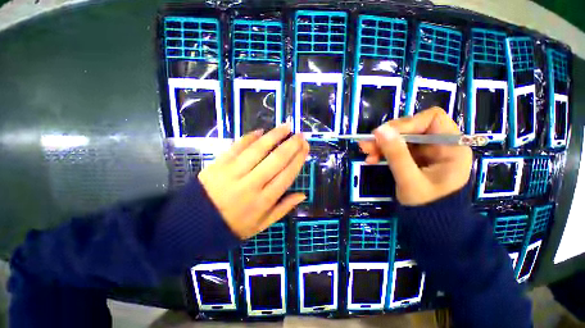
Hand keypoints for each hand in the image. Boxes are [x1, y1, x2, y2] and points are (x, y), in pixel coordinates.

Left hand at [198, 125, 309, 238]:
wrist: (194, 224)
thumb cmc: (233, 226)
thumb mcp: (261, 225)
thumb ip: (283, 209)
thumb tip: (302, 194)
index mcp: (263, 201)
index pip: (286, 175)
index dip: (298, 159)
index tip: (305, 148)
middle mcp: (251, 184)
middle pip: (276, 160)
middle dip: (291, 145)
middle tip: (300, 135)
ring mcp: (233, 172)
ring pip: (258, 149)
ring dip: (274, 135)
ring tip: (286, 126)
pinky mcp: (219, 164)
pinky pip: (237, 146)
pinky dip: (250, 137)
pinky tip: (261, 131)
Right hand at [358, 107, 472, 205]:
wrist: (431, 223)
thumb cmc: (427, 205)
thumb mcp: (410, 180)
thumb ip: (397, 155)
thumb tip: (380, 130)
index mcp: (451, 147)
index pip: (431, 119)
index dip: (407, 123)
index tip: (384, 134)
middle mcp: (440, 144)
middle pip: (412, 127)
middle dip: (388, 135)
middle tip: (367, 144)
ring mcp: (426, 151)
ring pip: (401, 137)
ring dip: (381, 143)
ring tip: (365, 151)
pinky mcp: (415, 157)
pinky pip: (396, 148)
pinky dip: (383, 151)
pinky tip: (371, 159)